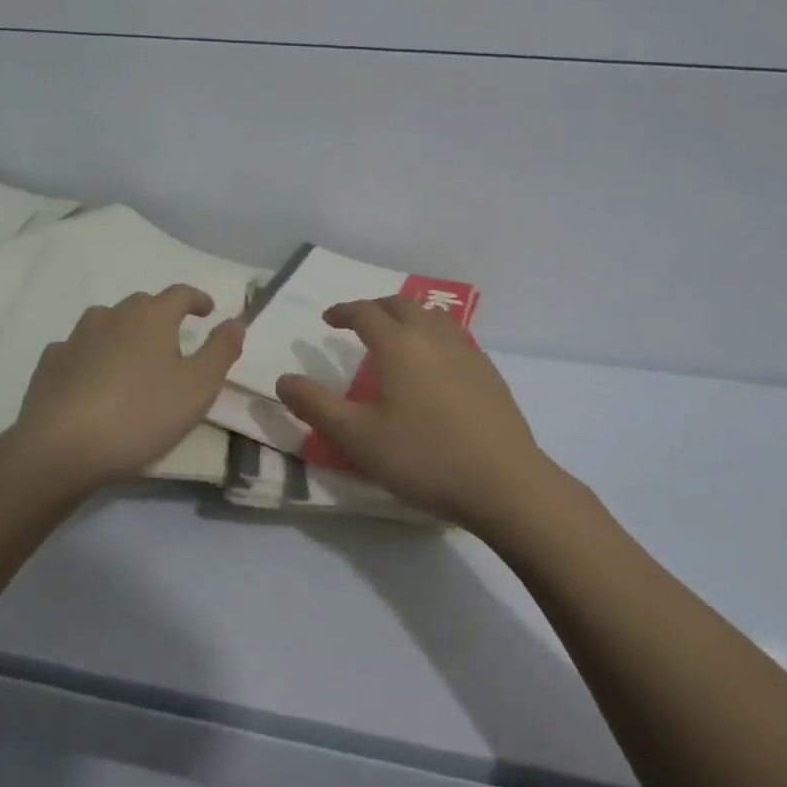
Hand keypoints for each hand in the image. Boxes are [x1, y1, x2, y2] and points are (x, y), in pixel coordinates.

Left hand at [0, 285, 243, 488]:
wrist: (62, 447)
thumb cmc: (141, 414)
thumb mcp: (199, 387)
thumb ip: (221, 350)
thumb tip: (236, 321)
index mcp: (152, 317)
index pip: (180, 293)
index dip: (197, 299)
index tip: (208, 311)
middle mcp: (113, 316)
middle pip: (142, 304)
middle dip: (161, 315)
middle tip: (173, 340)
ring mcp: (76, 338)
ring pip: (106, 322)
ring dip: (123, 331)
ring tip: (133, 357)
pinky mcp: (50, 364)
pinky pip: (77, 348)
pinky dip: (91, 355)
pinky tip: (92, 377)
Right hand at [275, 297, 564, 531]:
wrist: (503, 482)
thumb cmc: (423, 457)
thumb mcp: (357, 438)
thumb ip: (316, 406)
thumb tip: (283, 380)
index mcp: (400, 345)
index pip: (366, 312)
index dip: (343, 311)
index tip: (329, 319)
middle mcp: (434, 337)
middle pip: (401, 305)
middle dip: (375, 307)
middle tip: (358, 322)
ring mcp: (467, 352)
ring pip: (432, 317)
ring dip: (408, 317)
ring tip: (396, 336)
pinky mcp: (489, 372)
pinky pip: (454, 337)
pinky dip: (433, 335)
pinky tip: (434, 364)